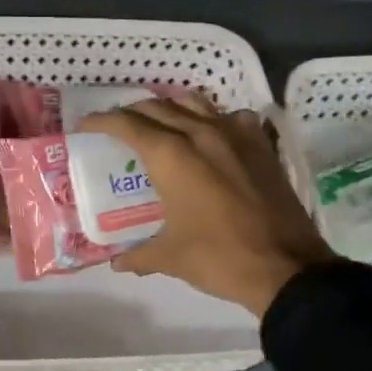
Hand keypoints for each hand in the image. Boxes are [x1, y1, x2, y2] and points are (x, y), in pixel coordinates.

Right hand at [82, 92, 333, 317]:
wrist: (286, 267)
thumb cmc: (219, 258)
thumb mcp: (170, 257)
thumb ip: (138, 255)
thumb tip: (118, 263)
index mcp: (171, 156)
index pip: (127, 124)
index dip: (102, 121)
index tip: (85, 125)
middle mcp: (201, 134)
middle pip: (158, 107)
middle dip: (132, 113)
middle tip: (118, 127)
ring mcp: (236, 135)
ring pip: (195, 103)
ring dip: (171, 107)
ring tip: (161, 123)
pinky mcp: (262, 145)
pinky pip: (233, 117)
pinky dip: (216, 119)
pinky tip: (214, 136)